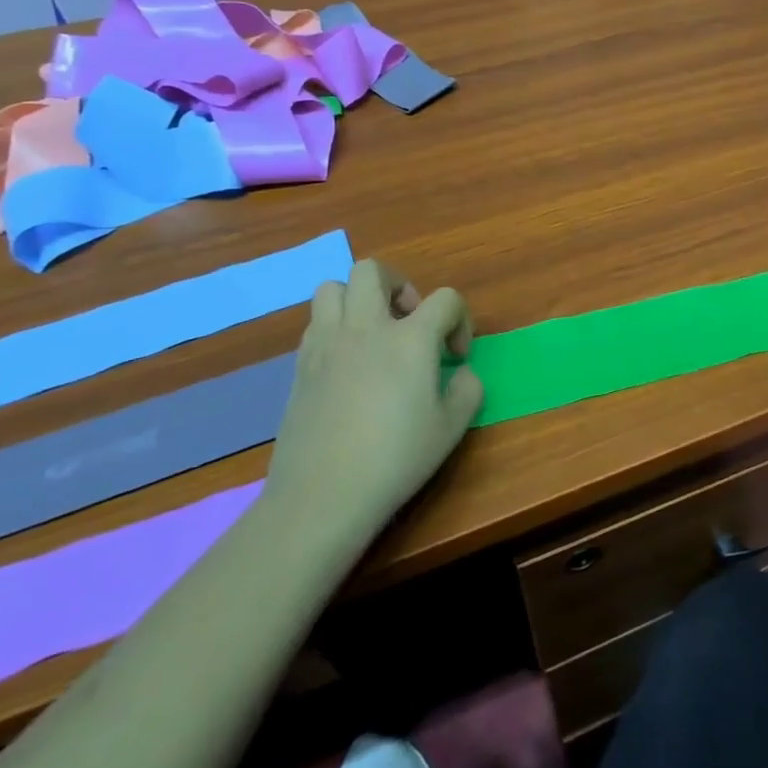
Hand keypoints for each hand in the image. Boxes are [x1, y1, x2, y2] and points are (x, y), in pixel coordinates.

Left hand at [266, 261, 484, 549]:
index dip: (460, 320)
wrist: (322, 496)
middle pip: (374, 271)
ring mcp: (326, 344)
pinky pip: (316, 323)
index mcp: (410, 339)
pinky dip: (335, 327)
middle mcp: (366, 328)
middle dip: (399, 285)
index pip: (445, 299)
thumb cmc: (395, 459)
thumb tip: (461, 373)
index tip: (455, 358)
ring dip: (358, 299)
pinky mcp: (300, 366)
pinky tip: (348, 362)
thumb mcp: (451, 428)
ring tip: (373, 332)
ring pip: (333, 287)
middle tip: (409, 321)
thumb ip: (468, 390)